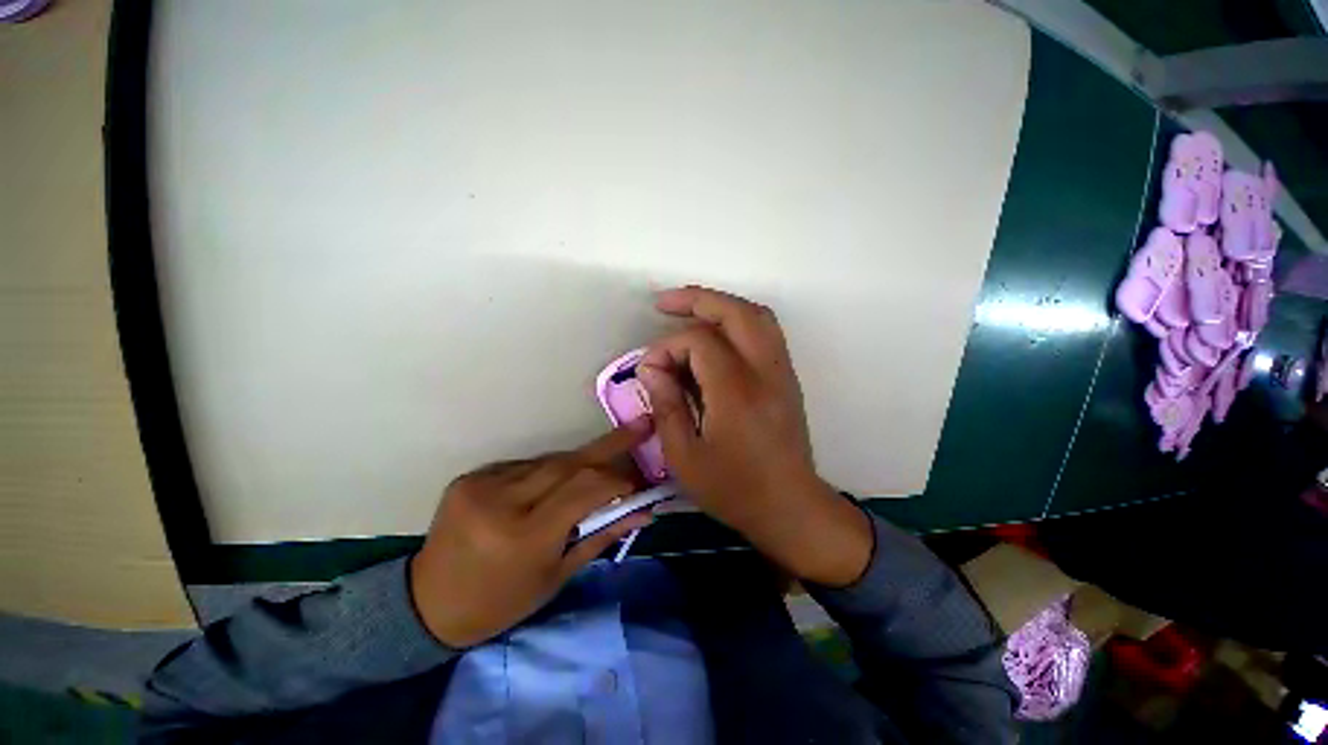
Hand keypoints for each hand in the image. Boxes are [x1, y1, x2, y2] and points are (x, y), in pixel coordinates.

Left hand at [409, 426, 653, 646]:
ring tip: (601, 465)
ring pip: (549, 460)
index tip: (639, 481)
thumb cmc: (501, 602)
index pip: (584, 489)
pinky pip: (526, 465)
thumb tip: (642, 510)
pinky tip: (555, 482)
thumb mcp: (557, 576)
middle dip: (609, 446)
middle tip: (639, 426)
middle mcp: (501, 501)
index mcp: (524, 536)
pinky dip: (549, 469)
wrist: (429, 604)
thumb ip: (601, 535)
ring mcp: (482, 484)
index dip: (617, 480)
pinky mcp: (470, 477)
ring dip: (579, 463)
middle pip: (569, 463)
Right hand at [637, 286, 872, 586]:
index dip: (667, 348)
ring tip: (689, 310)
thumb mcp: (685, 457)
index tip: (649, 370)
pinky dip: (738, 320)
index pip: (699, 342)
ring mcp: (781, 372)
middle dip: (697, 299)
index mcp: (736, 393)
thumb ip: (666, 405)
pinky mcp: (786, 378)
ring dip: (721, 304)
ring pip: (756, 315)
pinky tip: (716, 333)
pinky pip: (765, 332)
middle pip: (735, 312)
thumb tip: (651, 368)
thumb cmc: (734, 489)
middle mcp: (764, 372)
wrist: (791, 507)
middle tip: (664, 302)